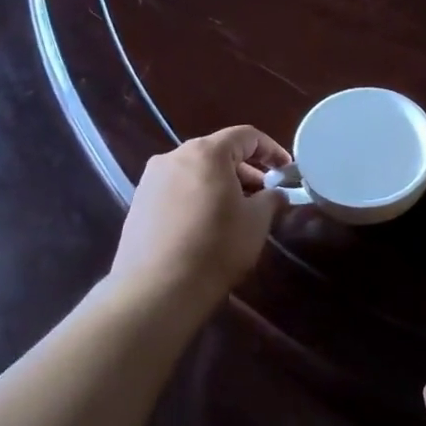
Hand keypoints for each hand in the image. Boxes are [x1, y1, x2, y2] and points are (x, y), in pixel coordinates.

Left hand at [107, 126, 291, 299]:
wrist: (156, 289)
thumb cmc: (216, 247)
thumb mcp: (257, 221)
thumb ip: (272, 198)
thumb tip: (277, 194)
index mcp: (206, 152)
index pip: (246, 136)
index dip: (272, 150)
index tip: (287, 170)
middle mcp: (174, 156)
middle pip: (218, 152)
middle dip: (246, 169)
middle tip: (265, 194)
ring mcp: (151, 180)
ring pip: (196, 171)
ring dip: (222, 183)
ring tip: (238, 211)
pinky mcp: (139, 203)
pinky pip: (177, 189)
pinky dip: (198, 196)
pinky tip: (208, 224)